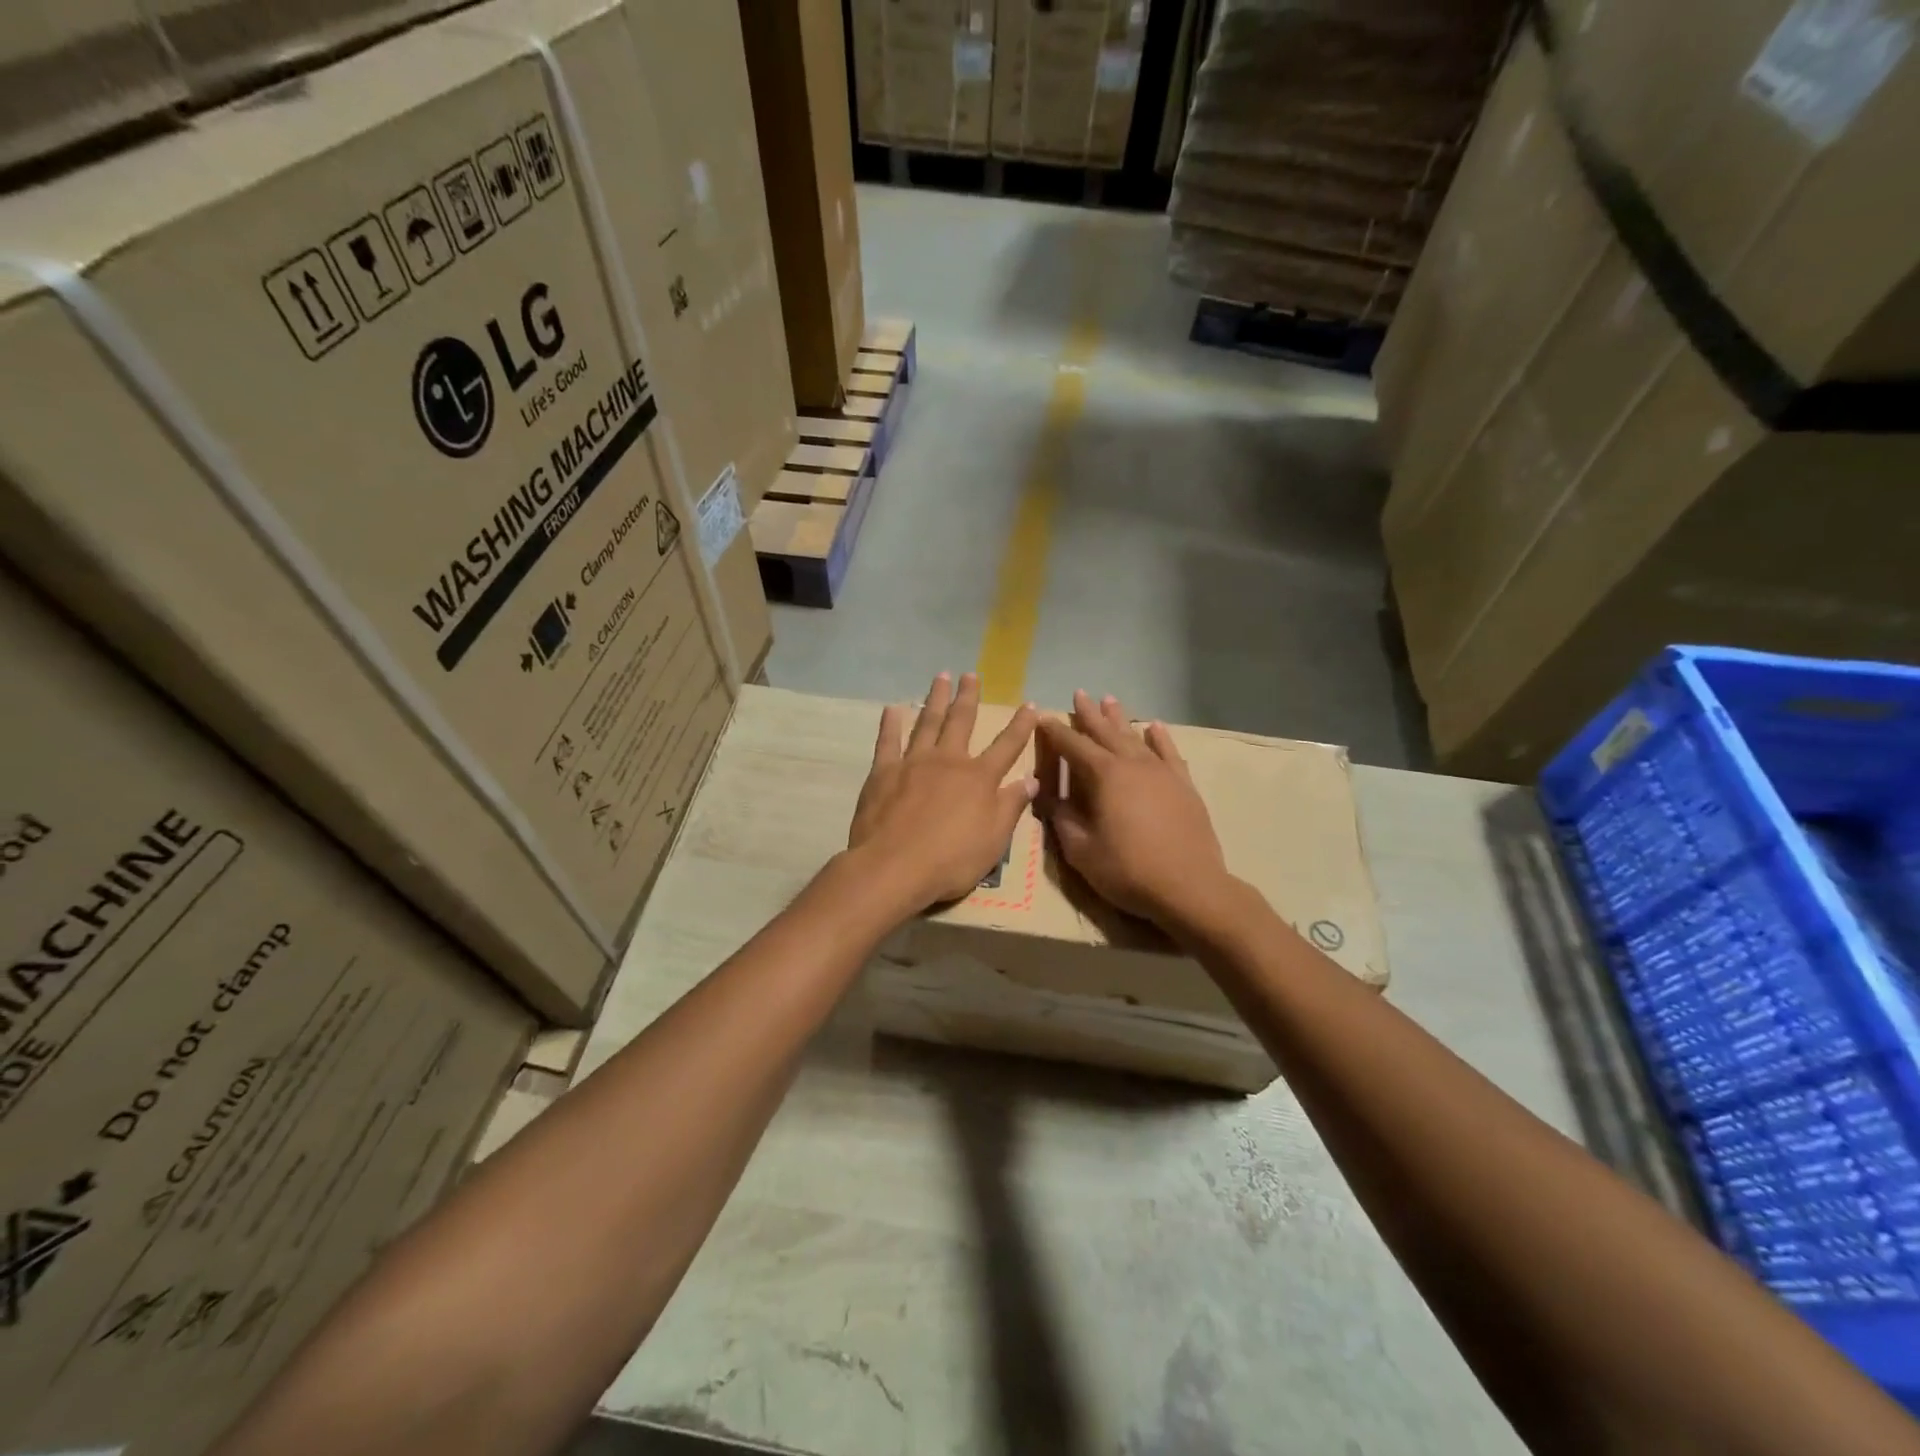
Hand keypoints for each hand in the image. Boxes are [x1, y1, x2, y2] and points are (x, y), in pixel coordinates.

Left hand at [849, 672, 1039, 911]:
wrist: (894, 867)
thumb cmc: (951, 860)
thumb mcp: (994, 840)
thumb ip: (1011, 806)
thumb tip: (1031, 779)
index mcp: (979, 778)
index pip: (1007, 746)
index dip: (1021, 725)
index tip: (1031, 705)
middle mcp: (948, 761)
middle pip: (961, 721)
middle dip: (968, 697)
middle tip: (971, 674)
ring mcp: (913, 762)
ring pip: (927, 722)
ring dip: (935, 699)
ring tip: (940, 677)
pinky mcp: (883, 772)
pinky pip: (888, 741)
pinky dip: (890, 723)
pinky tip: (893, 708)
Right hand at [1035, 691, 1232, 930]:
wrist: (1190, 887)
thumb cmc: (1128, 870)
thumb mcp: (1081, 850)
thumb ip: (1062, 820)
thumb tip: (1048, 797)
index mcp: (1104, 776)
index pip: (1074, 746)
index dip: (1056, 732)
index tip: (1043, 718)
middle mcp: (1133, 764)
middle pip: (1106, 732)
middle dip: (1089, 714)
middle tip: (1078, 694)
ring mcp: (1162, 772)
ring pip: (1136, 737)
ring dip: (1120, 719)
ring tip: (1109, 699)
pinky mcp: (1184, 785)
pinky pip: (1169, 753)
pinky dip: (1160, 738)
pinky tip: (1154, 727)